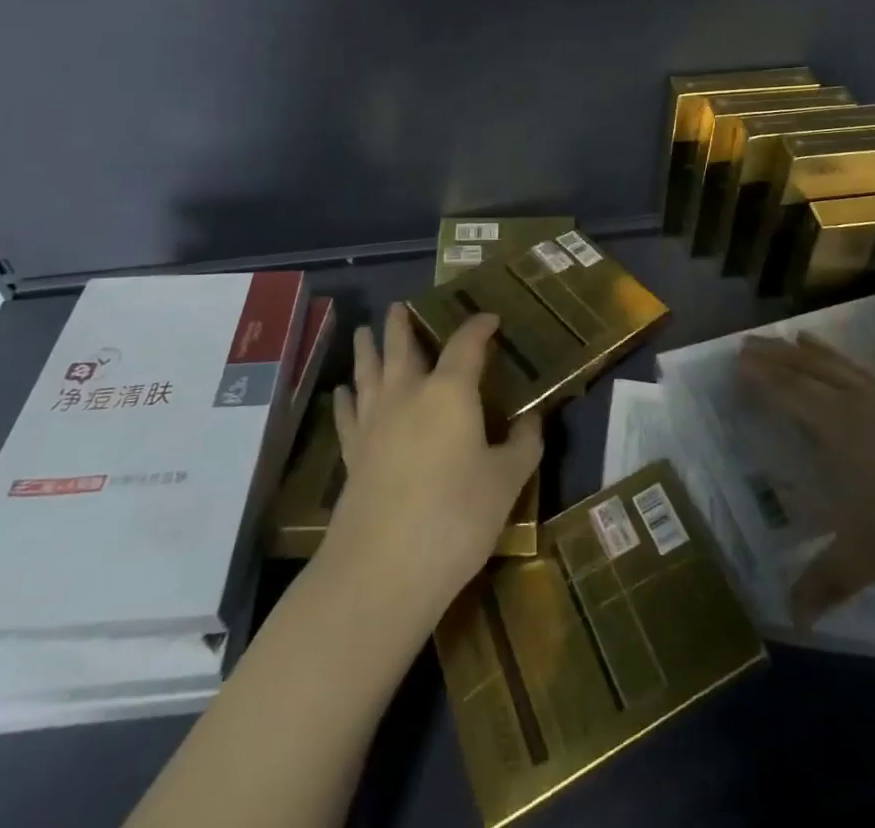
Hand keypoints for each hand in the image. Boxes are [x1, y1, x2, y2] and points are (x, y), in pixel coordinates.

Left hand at [321, 304, 542, 634]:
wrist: (384, 568)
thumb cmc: (457, 517)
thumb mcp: (506, 482)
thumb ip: (522, 446)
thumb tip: (532, 422)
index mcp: (450, 391)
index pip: (466, 344)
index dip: (479, 327)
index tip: (490, 319)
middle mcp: (408, 394)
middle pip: (402, 347)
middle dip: (402, 324)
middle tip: (399, 306)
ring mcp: (375, 422)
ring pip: (369, 371)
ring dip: (368, 348)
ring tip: (363, 331)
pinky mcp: (353, 453)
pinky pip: (347, 414)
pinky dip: (346, 398)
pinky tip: (343, 391)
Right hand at [739, 332, 874, 622]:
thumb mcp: (873, 555)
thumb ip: (828, 580)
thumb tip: (792, 618)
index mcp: (845, 427)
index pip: (793, 392)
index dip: (764, 376)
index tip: (736, 358)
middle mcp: (868, 408)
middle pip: (815, 370)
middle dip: (781, 355)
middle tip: (751, 341)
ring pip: (849, 370)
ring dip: (818, 354)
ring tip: (800, 338)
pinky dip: (853, 372)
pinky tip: (862, 385)